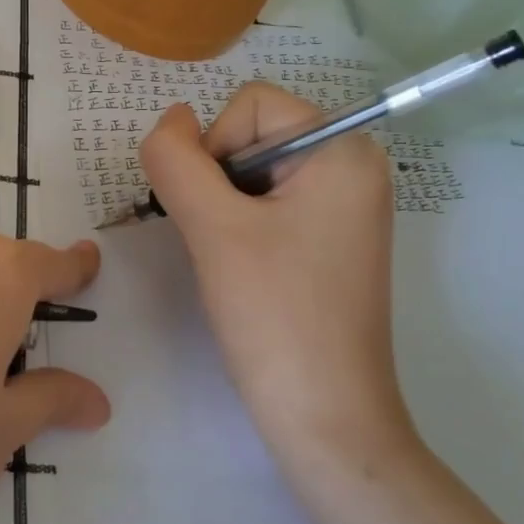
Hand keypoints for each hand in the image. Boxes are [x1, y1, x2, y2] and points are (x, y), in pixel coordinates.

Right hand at [139, 84, 415, 488]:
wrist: (325, 418)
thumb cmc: (274, 316)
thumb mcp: (213, 228)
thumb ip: (177, 160)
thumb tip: (170, 118)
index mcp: (343, 151)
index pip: (251, 105)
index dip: (214, 149)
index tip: (216, 214)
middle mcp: (353, 167)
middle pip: (253, 135)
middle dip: (218, 181)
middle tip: (221, 242)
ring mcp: (344, 206)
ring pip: (252, 172)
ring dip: (223, 207)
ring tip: (232, 261)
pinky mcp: (330, 239)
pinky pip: (269, 204)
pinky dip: (240, 227)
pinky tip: (244, 270)